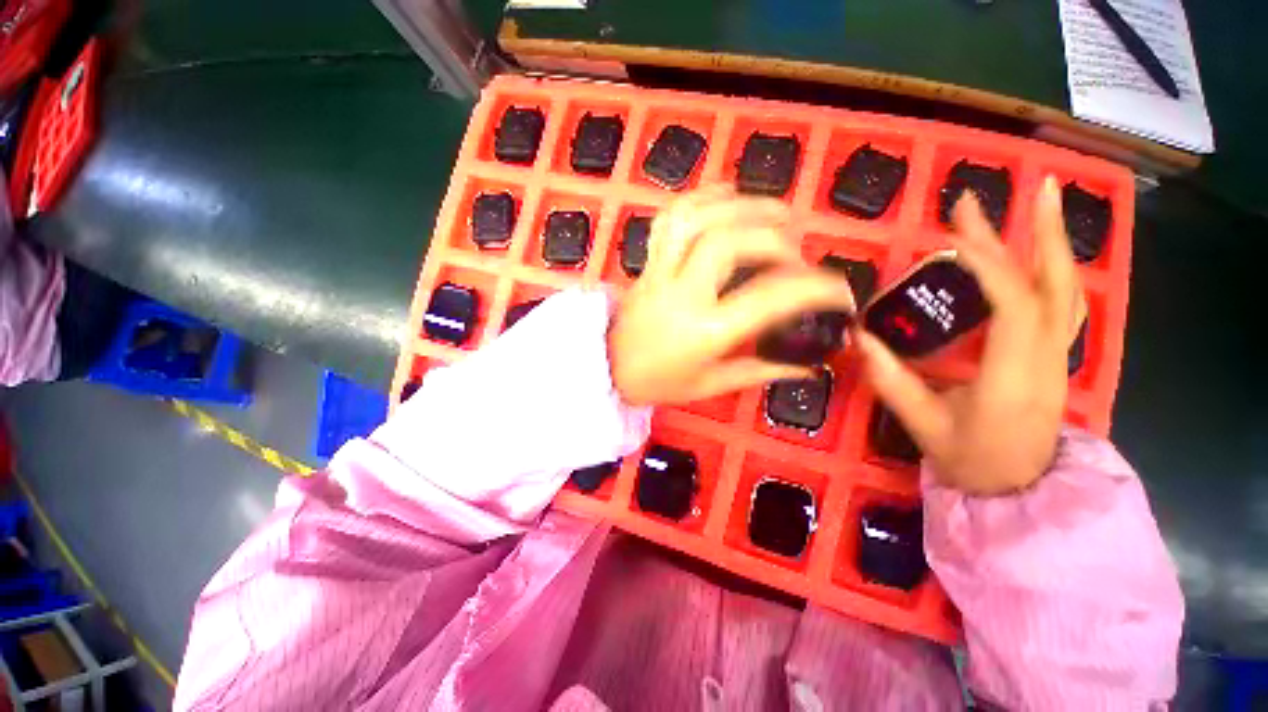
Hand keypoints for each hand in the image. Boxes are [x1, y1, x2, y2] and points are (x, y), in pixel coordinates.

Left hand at [609, 187, 856, 406]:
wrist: (608, 368)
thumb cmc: (660, 382)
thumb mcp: (712, 385)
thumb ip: (761, 370)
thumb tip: (808, 366)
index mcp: (704, 331)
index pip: (768, 299)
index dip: (814, 289)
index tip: (840, 289)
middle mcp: (683, 293)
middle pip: (729, 244)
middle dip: (774, 238)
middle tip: (798, 251)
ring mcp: (660, 272)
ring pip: (697, 219)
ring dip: (742, 205)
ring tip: (776, 211)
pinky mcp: (648, 261)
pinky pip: (669, 218)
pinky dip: (700, 197)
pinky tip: (727, 196)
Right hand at [856, 176, 1082, 493]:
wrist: (1018, 490)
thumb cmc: (971, 460)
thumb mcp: (922, 425)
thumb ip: (891, 380)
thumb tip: (859, 337)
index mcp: (1013, 377)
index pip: (1013, 307)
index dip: (988, 265)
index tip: (956, 233)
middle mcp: (1046, 358)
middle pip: (1054, 287)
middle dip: (1041, 233)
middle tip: (1027, 188)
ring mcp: (1057, 356)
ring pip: (1067, 292)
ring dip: (1056, 243)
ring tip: (1044, 202)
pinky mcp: (1053, 356)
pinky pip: (1061, 305)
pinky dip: (1052, 270)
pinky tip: (1038, 252)